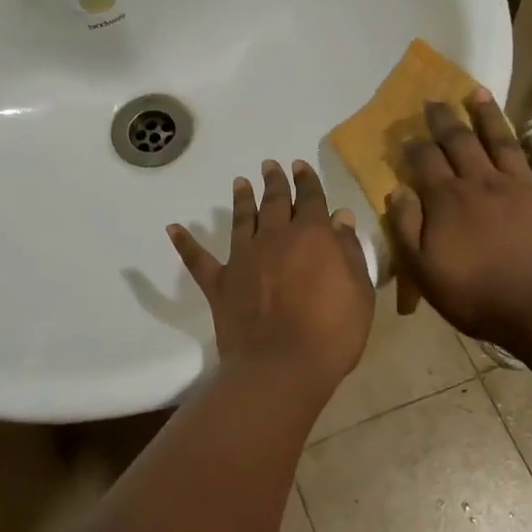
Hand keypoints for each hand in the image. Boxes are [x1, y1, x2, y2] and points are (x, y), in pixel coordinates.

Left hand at [169, 159, 374, 387]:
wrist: (282, 366)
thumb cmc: (332, 333)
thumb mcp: (358, 291)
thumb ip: (348, 251)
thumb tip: (339, 218)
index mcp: (312, 235)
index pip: (311, 199)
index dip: (307, 181)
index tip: (300, 166)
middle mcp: (274, 237)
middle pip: (274, 202)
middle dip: (274, 181)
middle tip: (270, 165)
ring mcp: (243, 258)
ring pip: (241, 219)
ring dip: (241, 200)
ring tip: (239, 182)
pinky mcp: (219, 282)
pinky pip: (198, 259)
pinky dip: (185, 243)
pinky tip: (173, 228)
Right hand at [387, 89, 531, 353]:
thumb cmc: (477, 295)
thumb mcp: (422, 270)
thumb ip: (405, 228)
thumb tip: (395, 191)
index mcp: (447, 199)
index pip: (424, 160)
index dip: (414, 145)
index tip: (406, 134)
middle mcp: (482, 182)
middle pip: (460, 141)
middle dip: (445, 119)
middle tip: (435, 99)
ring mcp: (523, 186)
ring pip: (503, 142)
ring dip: (489, 116)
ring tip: (478, 92)